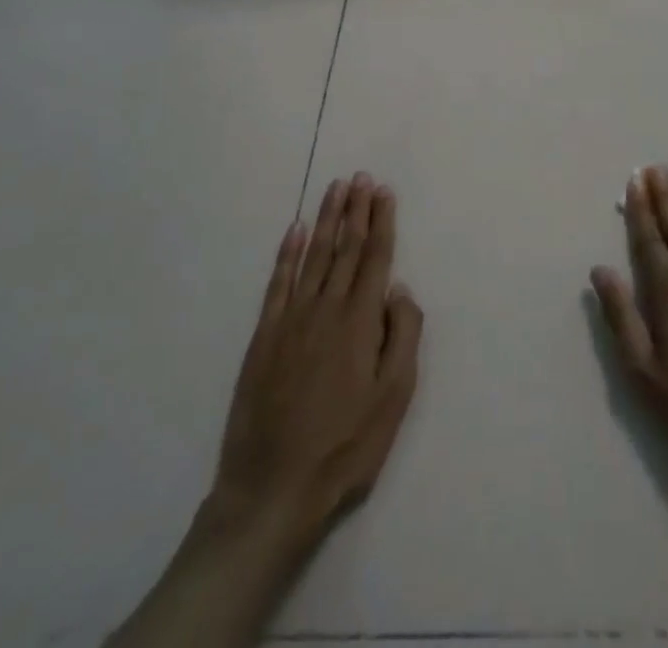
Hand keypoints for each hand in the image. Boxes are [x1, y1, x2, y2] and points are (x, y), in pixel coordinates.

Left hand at [210, 173, 423, 546]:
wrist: (272, 490)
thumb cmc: (345, 446)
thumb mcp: (394, 398)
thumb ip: (403, 336)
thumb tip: (400, 289)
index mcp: (360, 321)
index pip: (374, 257)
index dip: (380, 221)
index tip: (383, 191)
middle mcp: (326, 309)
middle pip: (345, 248)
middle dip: (355, 210)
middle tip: (361, 177)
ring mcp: (291, 320)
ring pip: (313, 256)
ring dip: (325, 220)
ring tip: (335, 189)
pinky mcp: (264, 337)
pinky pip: (277, 284)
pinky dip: (286, 254)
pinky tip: (294, 231)